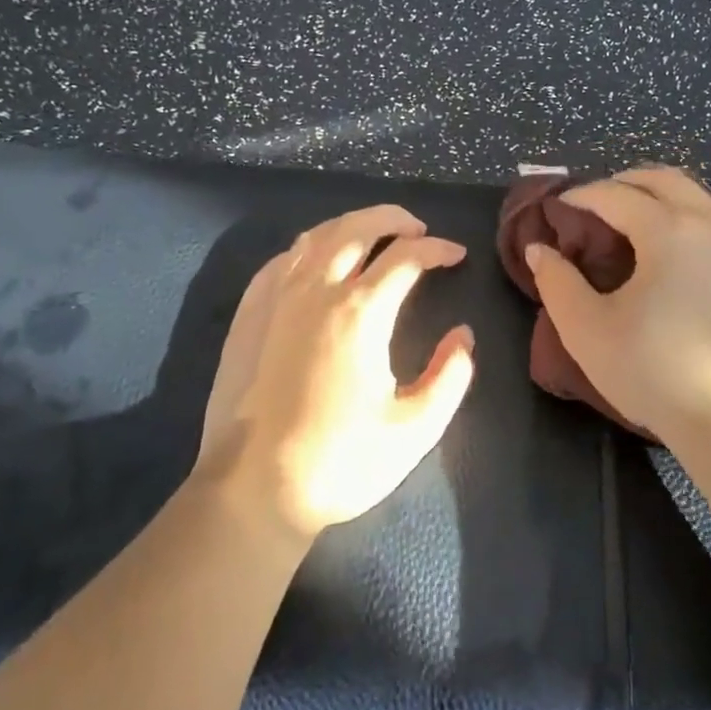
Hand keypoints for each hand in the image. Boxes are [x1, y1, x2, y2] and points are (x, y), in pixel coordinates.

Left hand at [197, 205, 475, 540]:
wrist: (253, 491)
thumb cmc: (340, 462)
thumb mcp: (415, 430)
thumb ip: (450, 377)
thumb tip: (462, 336)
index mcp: (360, 312)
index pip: (406, 257)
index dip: (437, 249)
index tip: (455, 255)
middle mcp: (316, 290)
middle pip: (357, 228)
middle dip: (393, 219)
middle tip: (416, 229)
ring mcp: (275, 298)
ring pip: (316, 237)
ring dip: (350, 226)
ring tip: (372, 236)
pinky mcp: (248, 315)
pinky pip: (281, 260)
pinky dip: (309, 248)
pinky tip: (317, 262)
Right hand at [524, 168, 710, 442]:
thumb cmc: (655, 372)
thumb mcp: (587, 330)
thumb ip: (557, 282)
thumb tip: (539, 249)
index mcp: (668, 230)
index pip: (616, 196)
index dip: (582, 195)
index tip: (559, 205)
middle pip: (665, 181)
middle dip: (626, 183)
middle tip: (597, 202)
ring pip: (706, 196)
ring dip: (670, 196)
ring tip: (646, 217)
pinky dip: (701, 219)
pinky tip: (690, 251)